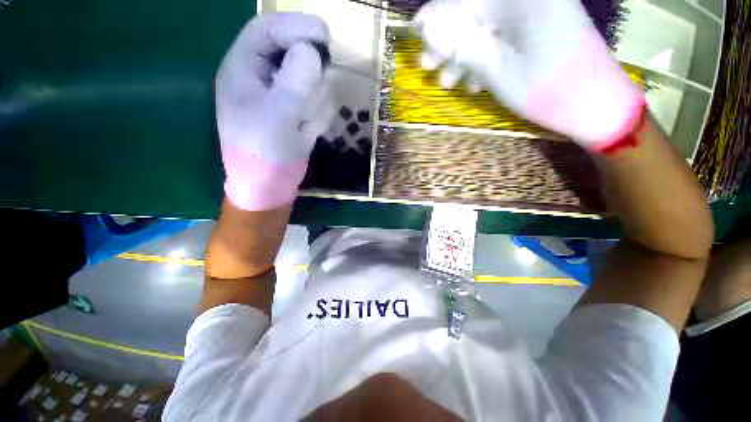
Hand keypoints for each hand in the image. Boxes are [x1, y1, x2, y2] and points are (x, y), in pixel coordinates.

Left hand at [216, 13, 331, 210]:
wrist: (269, 188)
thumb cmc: (264, 154)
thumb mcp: (278, 115)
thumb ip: (295, 79)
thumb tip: (312, 52)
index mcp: (243, 70)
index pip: (266, 30)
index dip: (295, 25)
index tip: (325, 34)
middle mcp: (260, 78)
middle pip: (287, 50)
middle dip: (307, 59)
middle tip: (324, 72)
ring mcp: (279, 98)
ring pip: (303, 77)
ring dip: (313, 91)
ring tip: (310, 114)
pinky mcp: (293, 115)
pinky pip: (310, 102)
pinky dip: (315, 113)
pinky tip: (309, 131)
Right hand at [413, 0, 644, 150]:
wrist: (596, 105)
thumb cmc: (549, 91)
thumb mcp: (499, 72)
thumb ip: (463, 47)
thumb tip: (430, 31)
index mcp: (524, 0)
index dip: (438, 14)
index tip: (416, 32)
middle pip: (475, 11)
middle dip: (448, 40)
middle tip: (429, 66)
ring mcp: (536, 14)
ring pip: (486, 27)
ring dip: (463, 54)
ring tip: (447, 82)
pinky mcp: (539, 30)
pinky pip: (502, 37)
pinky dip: (483, 58)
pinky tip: (472, 82)